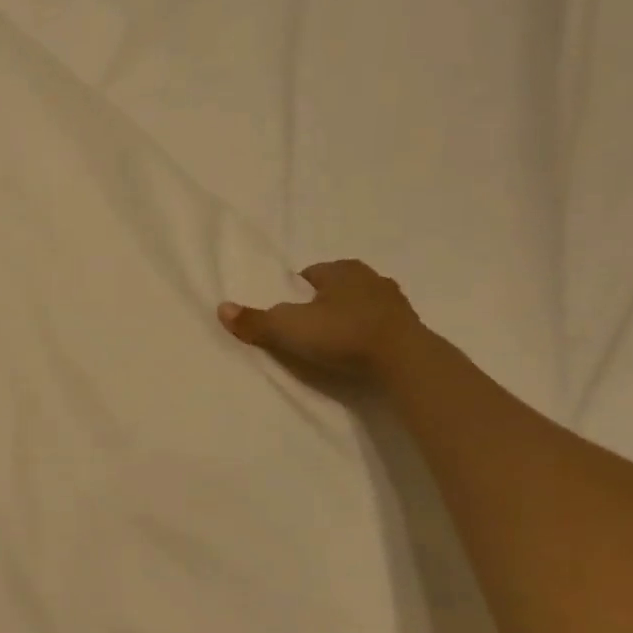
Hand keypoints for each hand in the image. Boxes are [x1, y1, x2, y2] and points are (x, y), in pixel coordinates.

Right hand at [218, 259, 423, 381]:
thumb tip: (221, 308)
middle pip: (337, 288)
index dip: (295, 291)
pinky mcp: (411, 330)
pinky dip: (367, 336)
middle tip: (305, 327)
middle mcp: (372, 279)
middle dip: (323, 303)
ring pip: (361, 306)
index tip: (286, 311)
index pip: (311, 273)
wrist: (405, 363)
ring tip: (331, 343)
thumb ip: (255, 321)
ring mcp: (396, 304)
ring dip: (348, 319)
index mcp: (342, 269)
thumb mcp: (288, 328)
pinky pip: (380, 328)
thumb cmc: (342, 334)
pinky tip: (356, 354)